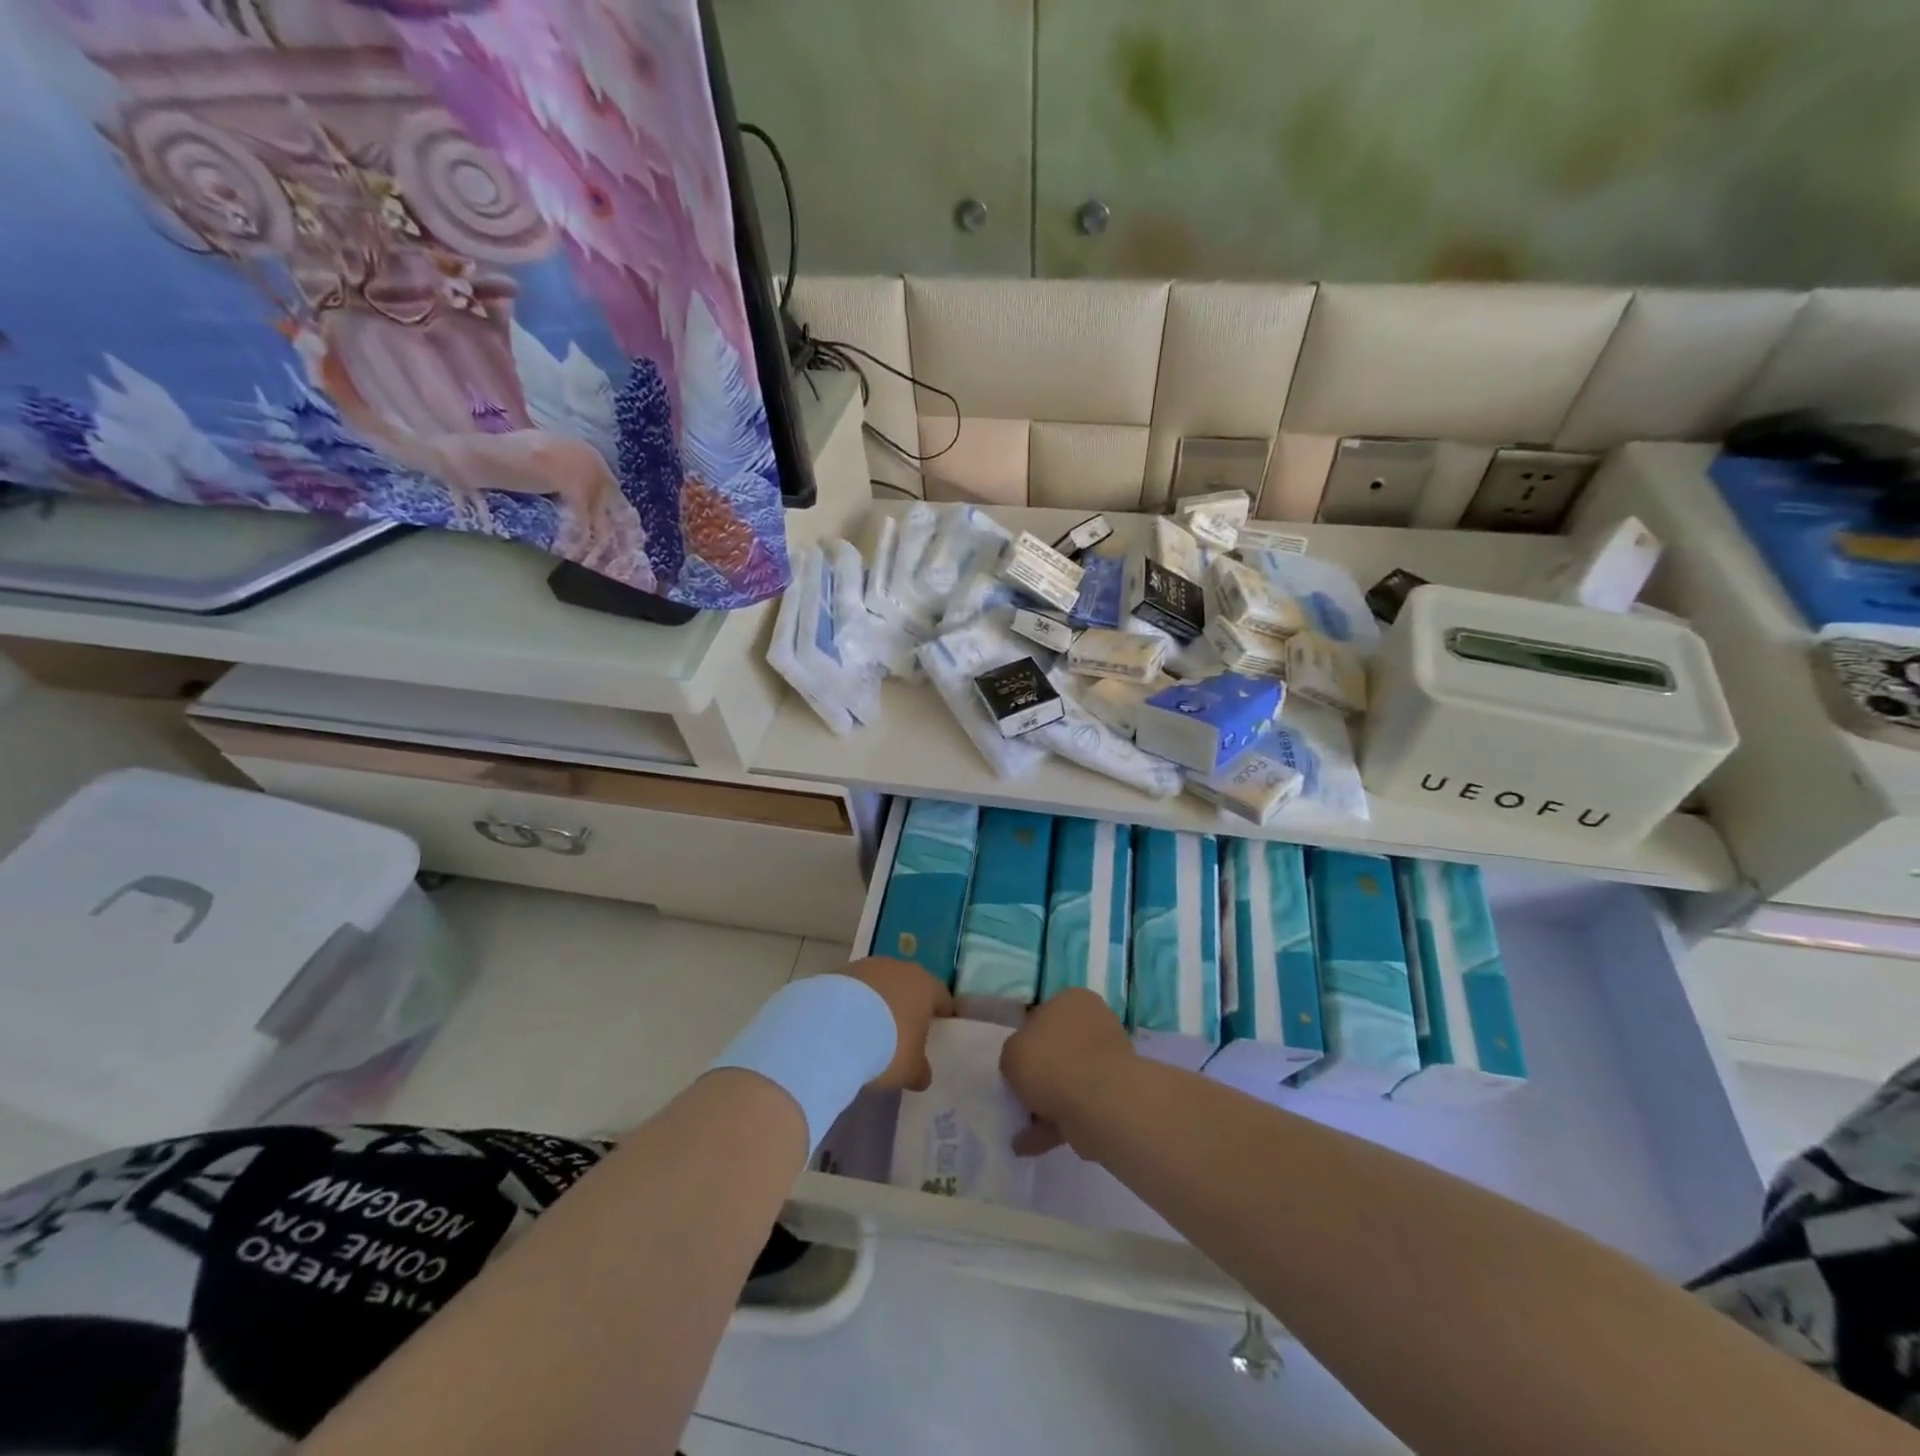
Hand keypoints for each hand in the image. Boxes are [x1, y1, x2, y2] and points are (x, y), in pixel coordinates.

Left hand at [833, 957, 953, 1092]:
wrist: (834, 1028)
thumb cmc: (887, 1046)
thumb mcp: (910, 1069)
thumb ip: (921, 1070)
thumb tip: (923, 1075)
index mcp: (926, 986)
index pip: (943, 998)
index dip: (941, 1016)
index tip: (937, 1032)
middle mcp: (900, 968)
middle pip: (910, 986)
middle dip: (907, 1007)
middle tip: (902, 1033)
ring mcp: (868, 966)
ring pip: (881, 984)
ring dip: (878, 1002)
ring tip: (869, 1030)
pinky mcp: (840, 971)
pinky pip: (856, 989)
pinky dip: (855, 1003)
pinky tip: (846, 1025)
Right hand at [1000, 989, 1135, 1156]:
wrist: (1100, 1102)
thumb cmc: (1051, 1062)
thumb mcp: (1012, 1051)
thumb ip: (1013, 1055)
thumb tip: (1024, 1066)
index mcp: (1073, 1000)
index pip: (1043, 1014)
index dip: (1026, 1039)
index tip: (1015, 1063)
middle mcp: (1095, 1022)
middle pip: (1058, 1048)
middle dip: (1040, 1073)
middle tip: (1019, 1095)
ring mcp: (1109, 1059)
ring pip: (1069, 1079)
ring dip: (1046, 1102)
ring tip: (1020, 1129)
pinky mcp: (1115, 1094)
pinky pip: (1079, 1105)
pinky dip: (1057, 1123)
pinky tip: (1031, 1144)